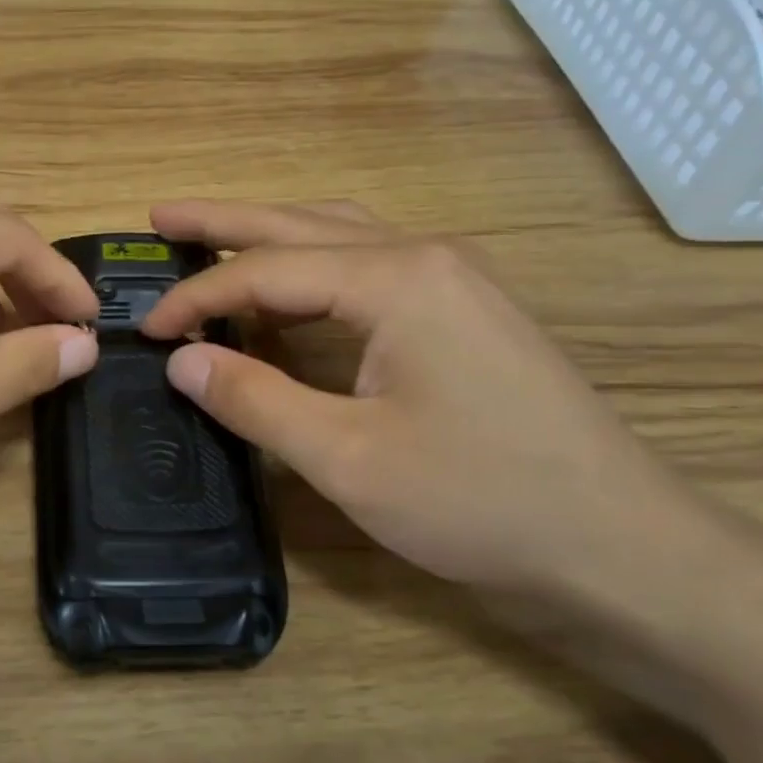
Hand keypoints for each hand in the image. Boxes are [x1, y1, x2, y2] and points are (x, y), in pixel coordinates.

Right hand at [141, 200, 699, 607]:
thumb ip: (256, 400)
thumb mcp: (347, 457)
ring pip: (339, 241)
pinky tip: (289, 294)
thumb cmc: (480, 500)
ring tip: (212, 242)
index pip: (266, 270)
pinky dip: (312, 275)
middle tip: (159, 217)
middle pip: (302, 226)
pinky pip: (369, 273)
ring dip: (271, 239)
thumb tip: (181, 361)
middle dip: (225, 222)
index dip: (196, 298)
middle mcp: (425, 259)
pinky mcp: (463, 318)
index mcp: (395, 279)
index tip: (144, 330)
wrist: (619, 544)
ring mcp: (453, 284)